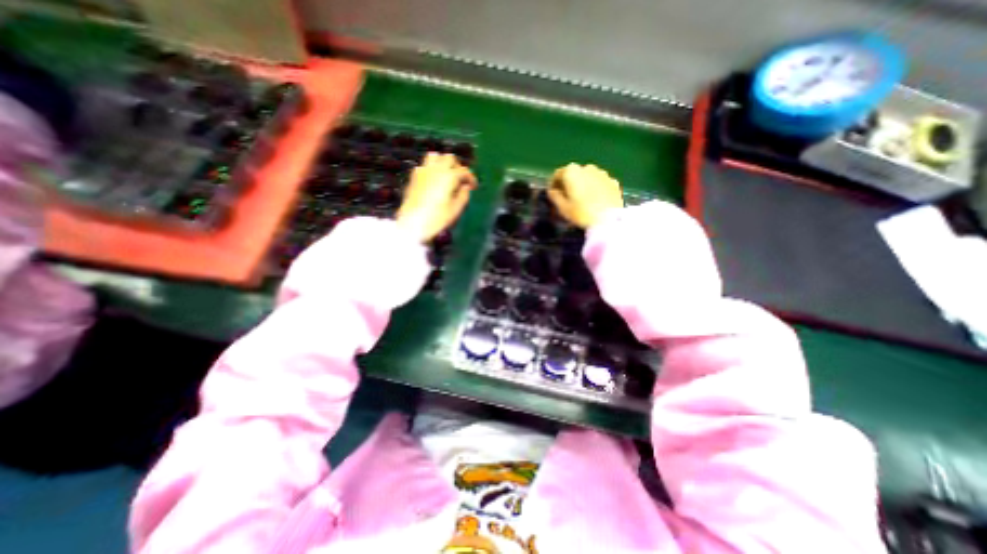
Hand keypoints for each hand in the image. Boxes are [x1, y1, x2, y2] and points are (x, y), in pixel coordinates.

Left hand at [397, 151, 475, 240]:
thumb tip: (465, 187)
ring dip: (443, 163)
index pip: (464, 171)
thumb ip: (463, 196)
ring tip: (446, 175)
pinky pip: (424, 165)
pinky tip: (433, 181)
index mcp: (449, 177)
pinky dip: (431, 169)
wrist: (412, 223)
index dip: (471, 178)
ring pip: (435, 156)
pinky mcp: (414, 176)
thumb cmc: (437, 218)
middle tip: (460, 179)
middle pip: (449, 158)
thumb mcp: (455, 210)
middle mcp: (436, 169)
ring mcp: (423, 171)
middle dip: (457, 167)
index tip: (473, 186)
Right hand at [548, 162, 622, 228]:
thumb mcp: (562, 208)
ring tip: (582, 201)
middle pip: (574, 174)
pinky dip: (596, 189)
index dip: (553, 185)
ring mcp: (602, 173)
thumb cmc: (581, 213)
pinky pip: (600, 184)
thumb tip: (552, 191)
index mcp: (571, 171)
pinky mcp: (613, 182)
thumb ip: (554, 196)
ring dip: (583, 186)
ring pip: (588, 178)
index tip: (552, 195)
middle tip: (567, 198)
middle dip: (569, 184)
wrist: (609, 220)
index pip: (557, 174)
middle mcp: (587, 167)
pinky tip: (595, 202)